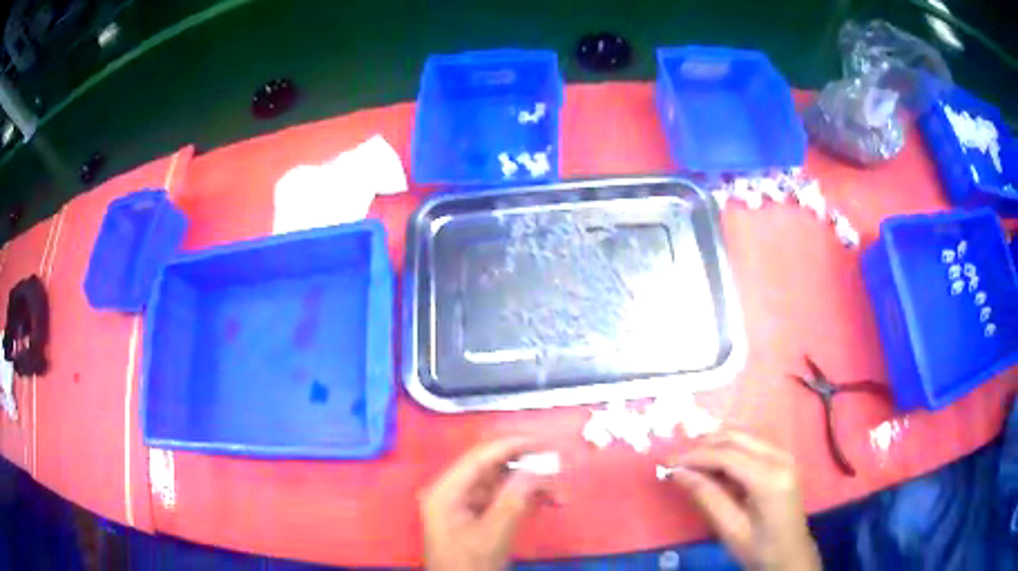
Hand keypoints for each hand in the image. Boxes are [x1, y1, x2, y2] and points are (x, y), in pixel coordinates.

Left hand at [421, 438, 544, 570]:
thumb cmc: (469, 565)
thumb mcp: (492, 535)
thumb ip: (513, 501)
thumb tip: (536, 469)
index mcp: (446, 491)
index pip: (479, 457)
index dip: (511, 445)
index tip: (543, 442)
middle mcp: (453, 491)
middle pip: (492, 468)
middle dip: (526, 467)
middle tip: (557, 468)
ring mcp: (464, 503)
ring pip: (501, 482)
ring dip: (530, 484)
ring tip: (558, 493)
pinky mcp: (476, 514)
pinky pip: (503, 497)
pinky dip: (525, 497)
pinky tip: (546, 501)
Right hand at [667, 431, 820, 570]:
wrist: (790, 555)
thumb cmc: (760, 548)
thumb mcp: (730, 528)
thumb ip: (707, 497)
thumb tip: (678, 473)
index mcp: (769, 478)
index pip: (727, 455)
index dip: (694, 456)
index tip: (666, 463)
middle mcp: (780, 457)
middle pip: (736, 438)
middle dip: (703, 445)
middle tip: (675, 460)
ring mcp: (784, 456)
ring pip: (744, 436)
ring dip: (715, 444)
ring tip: (689, 460)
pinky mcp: (781, 460)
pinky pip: (751, 444)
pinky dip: (728, 449)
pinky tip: (713, 463)